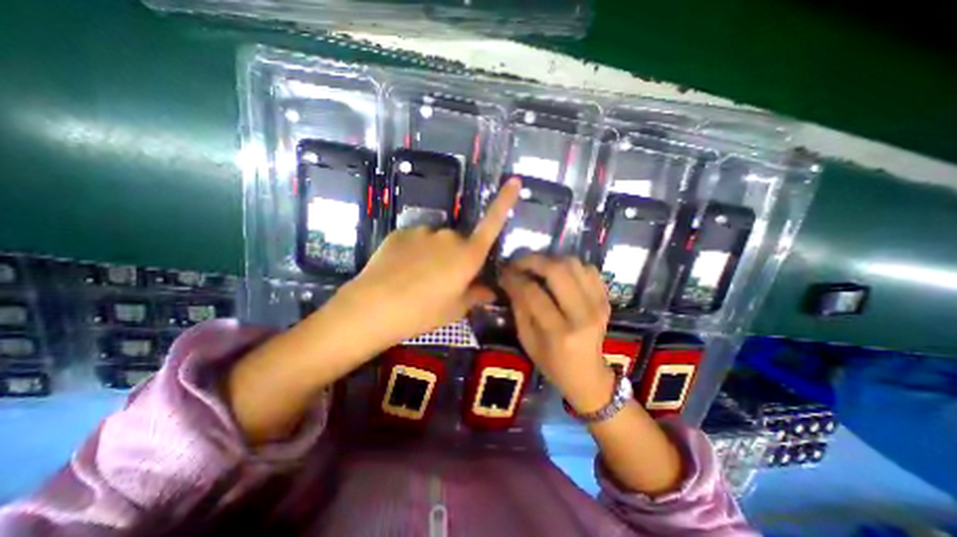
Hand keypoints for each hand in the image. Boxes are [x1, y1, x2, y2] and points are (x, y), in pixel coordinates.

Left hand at [333, 179, 519, 349]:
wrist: (374, 307)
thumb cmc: (423, 312)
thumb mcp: (454, 309)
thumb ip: (475, 295)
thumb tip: (490, 290)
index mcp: (468, 255)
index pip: (492, 224)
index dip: (505, 201)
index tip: (514, 180)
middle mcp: (449, 237)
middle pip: (460, 241)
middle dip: (456, 256)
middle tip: (442, 281)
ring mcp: (423, 231)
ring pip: (436, 241)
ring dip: (433, 254)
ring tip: (417, 278)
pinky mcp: (401, 232)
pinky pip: (416, 240)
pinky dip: (414, 252)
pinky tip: (401, 271)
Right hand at [498, 253, 616, 412]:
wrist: (587, 375)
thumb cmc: (551, 363)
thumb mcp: (527, 340)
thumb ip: (519, 307)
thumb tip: (509, 279)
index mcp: (559, 333)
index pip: (533, 293)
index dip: (515, 278)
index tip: (504, 272)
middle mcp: (582, 315)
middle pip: (557, 271)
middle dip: (533, 260)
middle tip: (519, 262)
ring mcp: (598, 305)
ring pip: (574, 264)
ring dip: (551, 260)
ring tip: (537, 267)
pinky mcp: (606, 299)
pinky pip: (588, 269)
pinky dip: (570, 266)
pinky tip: (559, 275)